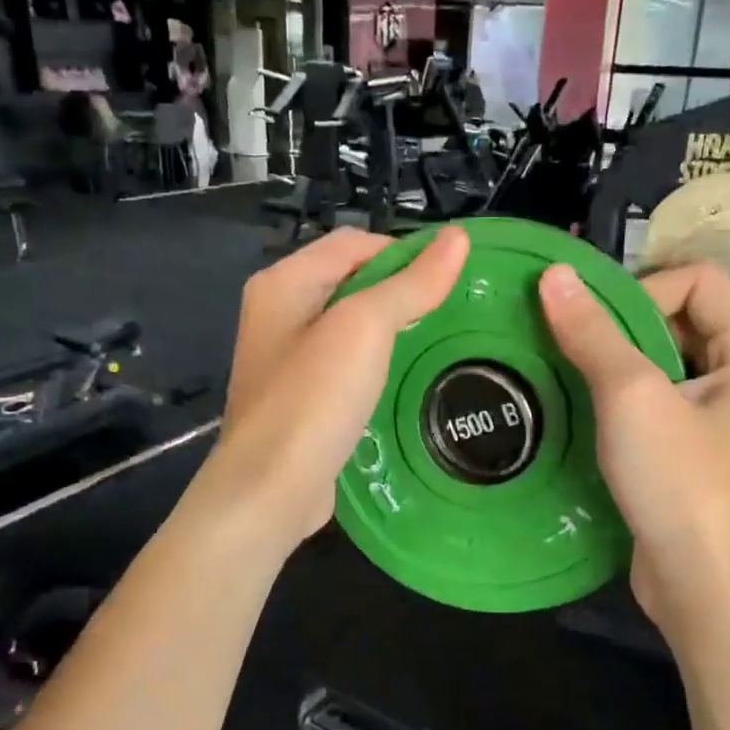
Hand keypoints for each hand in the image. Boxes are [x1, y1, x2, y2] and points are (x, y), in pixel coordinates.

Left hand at [207, 226, 470, 550]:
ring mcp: (285, 360)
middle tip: (450, 310)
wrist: (271, 490)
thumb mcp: (365, 329)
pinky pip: (344, 366)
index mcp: (284, 283)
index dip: (405, 251)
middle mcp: (278, 313)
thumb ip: (410, 284)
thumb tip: (458, 238)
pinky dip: (375, 365)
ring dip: (390, 329)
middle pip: (350, 282)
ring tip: (436, 341)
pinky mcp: (299, 399)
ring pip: (349, 327)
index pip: (354, 244)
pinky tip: (402, 380)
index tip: (452, 277)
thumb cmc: (314, 399)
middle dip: (399, 291)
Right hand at [538, 260, 729, 627]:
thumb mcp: (632, 398)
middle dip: (622, 326)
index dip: (642, 290)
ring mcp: (721, 420)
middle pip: (681, 319)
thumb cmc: (683, 484)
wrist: (708, 590)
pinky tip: (585, 417)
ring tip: (568, 377)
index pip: (698, 279)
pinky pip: (657, 405)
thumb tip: (554, 274)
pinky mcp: (694, 455)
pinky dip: (621, 401)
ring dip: (615, 365)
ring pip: (664, 364)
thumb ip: (593, 332)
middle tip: (568, 347)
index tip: (594, 326)